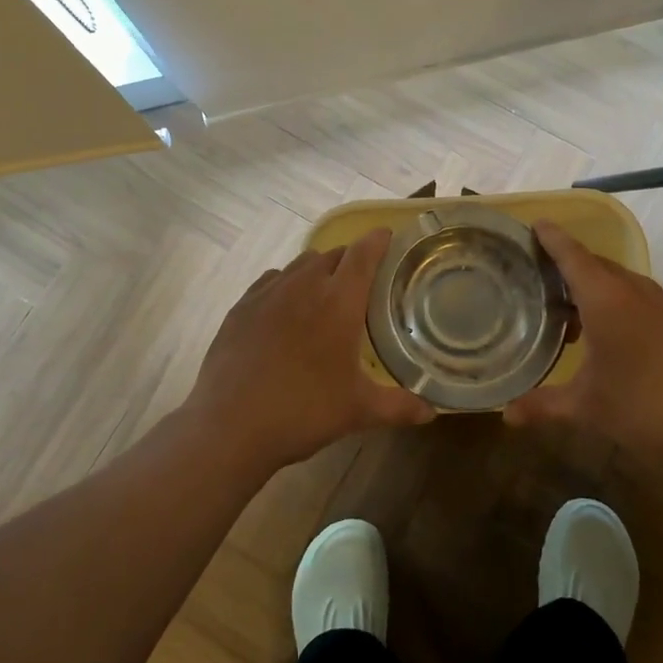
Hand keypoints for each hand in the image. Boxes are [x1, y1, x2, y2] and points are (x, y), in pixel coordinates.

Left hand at [182, 229, 434, 477]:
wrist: (230, 425)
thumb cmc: (304, 411)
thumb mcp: (358, 411)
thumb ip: (399, 406)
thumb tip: (432, 412)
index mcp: (339, 301)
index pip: (364, 253)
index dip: (378, 240)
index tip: (388, 236)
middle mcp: (304, 285)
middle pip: (333, 254)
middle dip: (350, 260)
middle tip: (361, 283)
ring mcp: (268, 292)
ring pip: (300, 263)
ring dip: (317, 270)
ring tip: (323, 294)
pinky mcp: (241, 306)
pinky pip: (271, 280)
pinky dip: (285, 284)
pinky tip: (285, 309)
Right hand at [503, 221, 662, 471]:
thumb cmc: (643, 406)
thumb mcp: (586, 407)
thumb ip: (543, 405)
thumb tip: (506, 415)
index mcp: (605, 296)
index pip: (571, 254)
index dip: (551, 238)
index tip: (533, 224)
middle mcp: (633, 290)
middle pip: (594, 264)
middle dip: (567, 265)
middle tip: (537, 275)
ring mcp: (661, 305)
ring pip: (618, 282)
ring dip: (592, 288)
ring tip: (565, 312)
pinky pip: (636, 298)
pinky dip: (614, 304)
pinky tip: (604, 336)